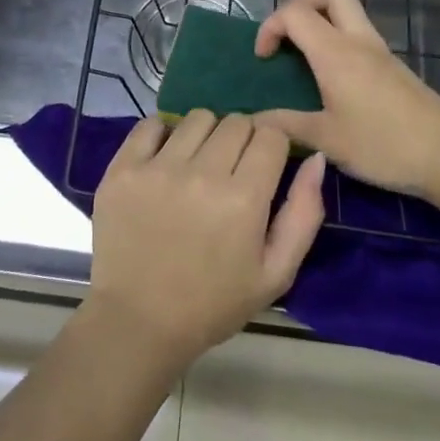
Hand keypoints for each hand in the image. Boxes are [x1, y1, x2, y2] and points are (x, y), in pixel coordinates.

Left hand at [84, 110, 325, 374]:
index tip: (264, 166)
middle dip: (243, 140)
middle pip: (236, 122)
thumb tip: (316, 158)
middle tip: (232, 170)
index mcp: (244, 199)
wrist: (137, 323)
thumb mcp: (275, 273)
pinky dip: (163, 133)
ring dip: (206, 134)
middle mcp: (202, 173)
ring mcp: (158, 168)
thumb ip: (304, 213)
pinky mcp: (123, 168)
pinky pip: (151, 124)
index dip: (273, 147)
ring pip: (197, 118)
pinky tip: (165, 158)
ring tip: (198, 164)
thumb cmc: (212, 304)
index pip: (271, 134)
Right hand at [254, 0, 439, 203]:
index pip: (294, 12)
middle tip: (287, 35)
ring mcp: (380, 51)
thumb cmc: (383, 145)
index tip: (263, 59)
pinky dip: (338, 39)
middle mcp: (358, 41)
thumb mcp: (327, 140)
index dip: (269, 26)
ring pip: (348, 10)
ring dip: (321, 19)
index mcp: (335, 52)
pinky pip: (359, 34)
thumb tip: (255, 121)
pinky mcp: (394, 67)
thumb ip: (287, 125)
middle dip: (300, 2)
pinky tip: (333, 77)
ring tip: (304, 55)